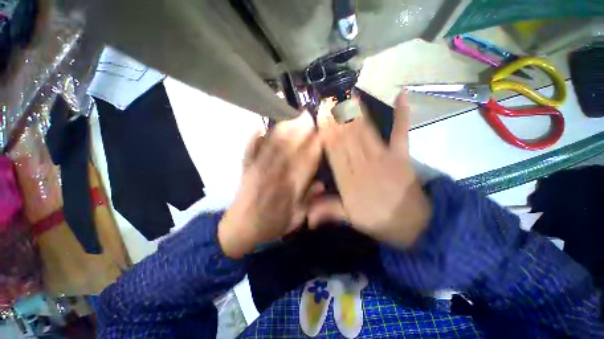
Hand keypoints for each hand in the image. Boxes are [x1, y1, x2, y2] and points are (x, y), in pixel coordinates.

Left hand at [218, 112, 321, 257]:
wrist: (239, 230)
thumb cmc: (271, 226)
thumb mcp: (296, 220)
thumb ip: (309, 201)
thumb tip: (321, 184)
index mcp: (289, 189)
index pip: (305, 163)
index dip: (314, 147)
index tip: (322, 133)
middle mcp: (274, 176)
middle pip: (289, 149)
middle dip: (300, 131)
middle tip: (308, 116)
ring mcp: (257, 170)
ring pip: (271, 146)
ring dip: (282, 130)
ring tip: (291, 116)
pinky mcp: (246, 169)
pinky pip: (249, 151)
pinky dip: (254, 139)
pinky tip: (259, 127)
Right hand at [308, 92, 431, 247]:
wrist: (414, 225)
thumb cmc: (378, 221)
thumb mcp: (350, 220)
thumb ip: (328, 211)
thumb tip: (306, 216)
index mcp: (350, 181)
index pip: (335, 152)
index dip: (327, 132)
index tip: (320, 116)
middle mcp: (364, 165)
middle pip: (348, 138)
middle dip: (337, 117)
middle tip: (329, 98)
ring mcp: (384, 158)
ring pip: (366, 132)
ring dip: (356, 113)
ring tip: (348, 94)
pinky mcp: (401, 155)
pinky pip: (400, 132)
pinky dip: (402, 115)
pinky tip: (401, 95)